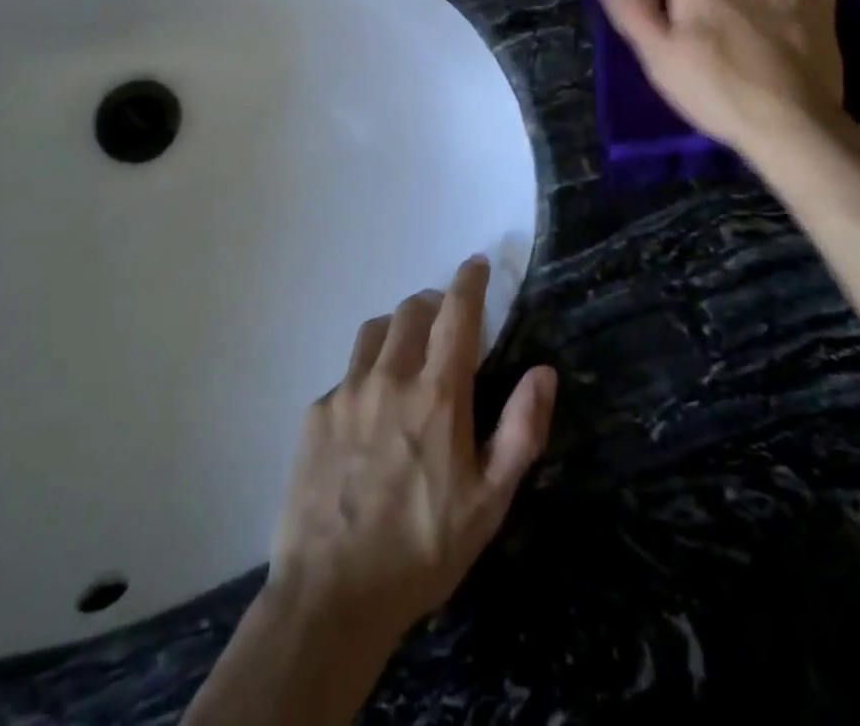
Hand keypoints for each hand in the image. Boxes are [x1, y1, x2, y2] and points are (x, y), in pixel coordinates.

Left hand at [269, 257, 556, 640]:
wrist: (332, 596)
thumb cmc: (423, 549)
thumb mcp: (490, 501)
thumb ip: (522, 430)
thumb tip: (543, 372)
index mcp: (437, 393)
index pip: (457, 312)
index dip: (469, 280)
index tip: (477, 263)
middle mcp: (390, 377)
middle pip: (412, 310)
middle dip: (434, 303)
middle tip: (446, 321)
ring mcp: (346, 392)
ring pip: (374, 331)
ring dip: (397, 329)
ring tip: (406, 352)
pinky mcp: (316, 413)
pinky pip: (346, 375)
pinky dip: (365, 375)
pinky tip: (367, 414)